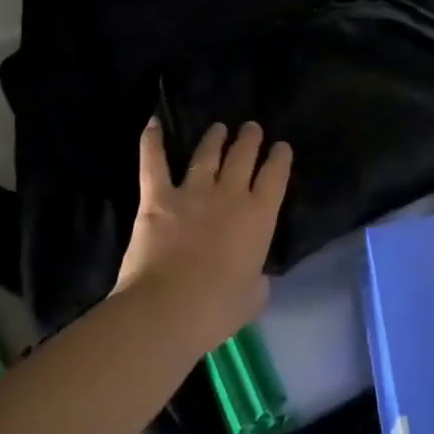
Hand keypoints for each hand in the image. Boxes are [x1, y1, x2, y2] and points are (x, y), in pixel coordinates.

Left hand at [114, 120, 291, 356]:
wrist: (167, 309)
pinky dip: (152, 142)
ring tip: (219, 128)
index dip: (280, 159)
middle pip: (243, 157)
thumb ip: (258, 279)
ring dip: (215, 139)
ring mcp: (193, 194)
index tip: (281, 148)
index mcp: (259, 216)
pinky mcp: (158, 199)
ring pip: (207, 155)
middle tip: (252, 128)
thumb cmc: (217, 308)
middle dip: (250, 140)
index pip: (275, 177)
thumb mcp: (254, 296)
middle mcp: (230, 196)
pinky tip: (153, 124)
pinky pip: (154, 163)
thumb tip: (255, 276)